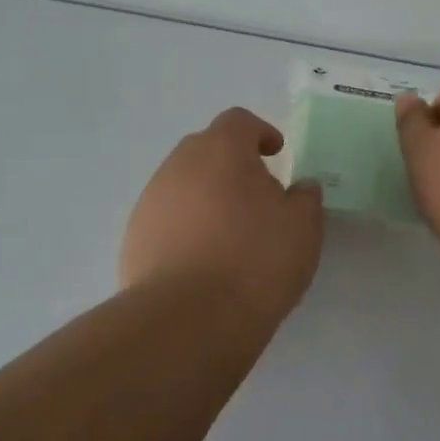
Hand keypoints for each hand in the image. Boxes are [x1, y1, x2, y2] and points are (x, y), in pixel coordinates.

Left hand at [120, 108, 323, 311]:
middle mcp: (179, 165)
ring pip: (182, 184)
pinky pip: (165, 218)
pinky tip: (201, 260)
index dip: (260, 132)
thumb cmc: (255, 261)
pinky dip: (184, 226)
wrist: (188, 319)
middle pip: (205, 148)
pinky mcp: (134, 237)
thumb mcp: (303, 228)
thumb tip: (301, 187)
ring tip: (228, 232)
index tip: (276, 153)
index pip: (238, 121)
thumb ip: (305, 198)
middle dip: (230, 162)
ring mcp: (151, 200)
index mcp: (221, 150)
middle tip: (255, 193)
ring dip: (205, 195)